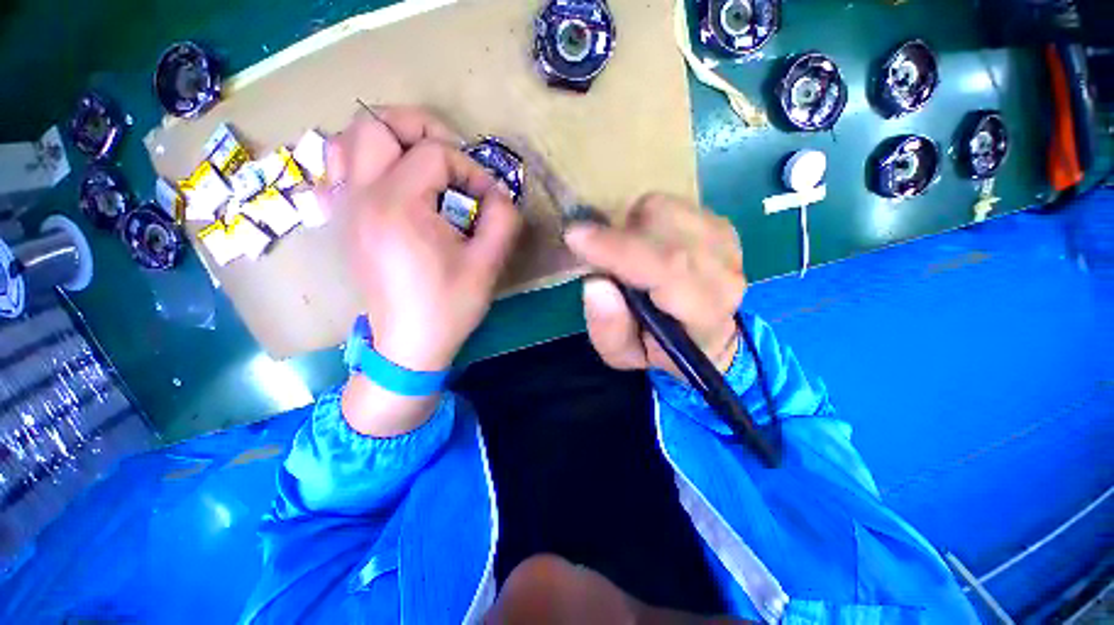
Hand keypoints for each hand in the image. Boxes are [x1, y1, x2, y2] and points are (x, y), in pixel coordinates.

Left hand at [329, 108, 520, 435]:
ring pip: (349, 139)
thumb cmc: (449, 307)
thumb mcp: (488, 265)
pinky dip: (365, 160)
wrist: (408, 345)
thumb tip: (499, 193)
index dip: (470, 169)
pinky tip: (392, 183)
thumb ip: (503, 219)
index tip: (488, 199)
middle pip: (376, 124)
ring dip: (390, 140)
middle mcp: (361, 197)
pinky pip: (340, 169)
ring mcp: (345, 208)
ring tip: (421, 164)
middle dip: (422, 129)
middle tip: (452, 158)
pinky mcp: (345, 221)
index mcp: (397, 207)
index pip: (434, 153)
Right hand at [564, 193, 745, 377]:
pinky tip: (647, 244)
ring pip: (665, 210)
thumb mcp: (624, 355)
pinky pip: (670, 205)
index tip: (576, 236)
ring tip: (628, 254)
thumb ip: (608, 328)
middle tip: (598, 253)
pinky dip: (645, 219)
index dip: (619, 249)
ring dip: (632, 227)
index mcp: (704, 315)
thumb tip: (595, 283)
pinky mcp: (719, 225)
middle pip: (665, 228)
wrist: (705, 337)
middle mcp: (724, 274)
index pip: (668, 270)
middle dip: (619, 235)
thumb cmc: (659, 348)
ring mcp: (726, 244)